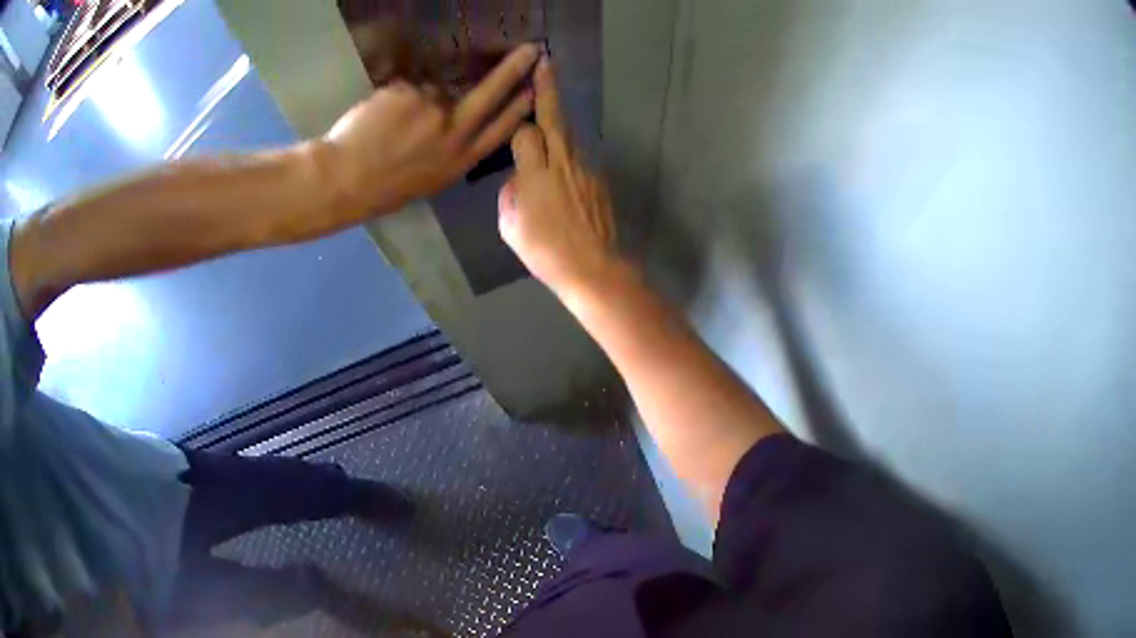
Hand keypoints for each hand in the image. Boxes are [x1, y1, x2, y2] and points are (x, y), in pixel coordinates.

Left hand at [325, 44, 539, 214]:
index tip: (537, 90)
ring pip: (434, 90)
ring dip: (418, 99)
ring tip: (389, 123)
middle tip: (531, 50)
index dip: (520, 108)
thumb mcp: (426, 180)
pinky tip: (378, 116)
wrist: (342, 180)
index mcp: (458, 161)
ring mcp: (432, 109)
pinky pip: (407, 88)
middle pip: (490, 94)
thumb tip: (454, 124)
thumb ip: (447, 151)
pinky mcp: (410, 92)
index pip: (500, 129)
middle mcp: (454, 132)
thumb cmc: (379, 188)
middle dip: (514, 70)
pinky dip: (395, 98)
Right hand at [498, 59, 619, 301]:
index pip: (525, 132)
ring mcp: (585, 169)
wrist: (594, 269)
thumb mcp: (510, 225)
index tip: (511, 117)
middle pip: (553, 118)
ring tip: (548, 99)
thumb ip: (510, 192)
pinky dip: (567, 151)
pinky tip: (560, 164)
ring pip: (568, 134)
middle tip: (544, 63)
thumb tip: (518, 177)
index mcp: (536, 173)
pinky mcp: (598, 180)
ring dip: (558, 116)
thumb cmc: (545, 252)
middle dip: (547, 89)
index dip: (517, 124)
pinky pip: (578, 157)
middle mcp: (563, 162)